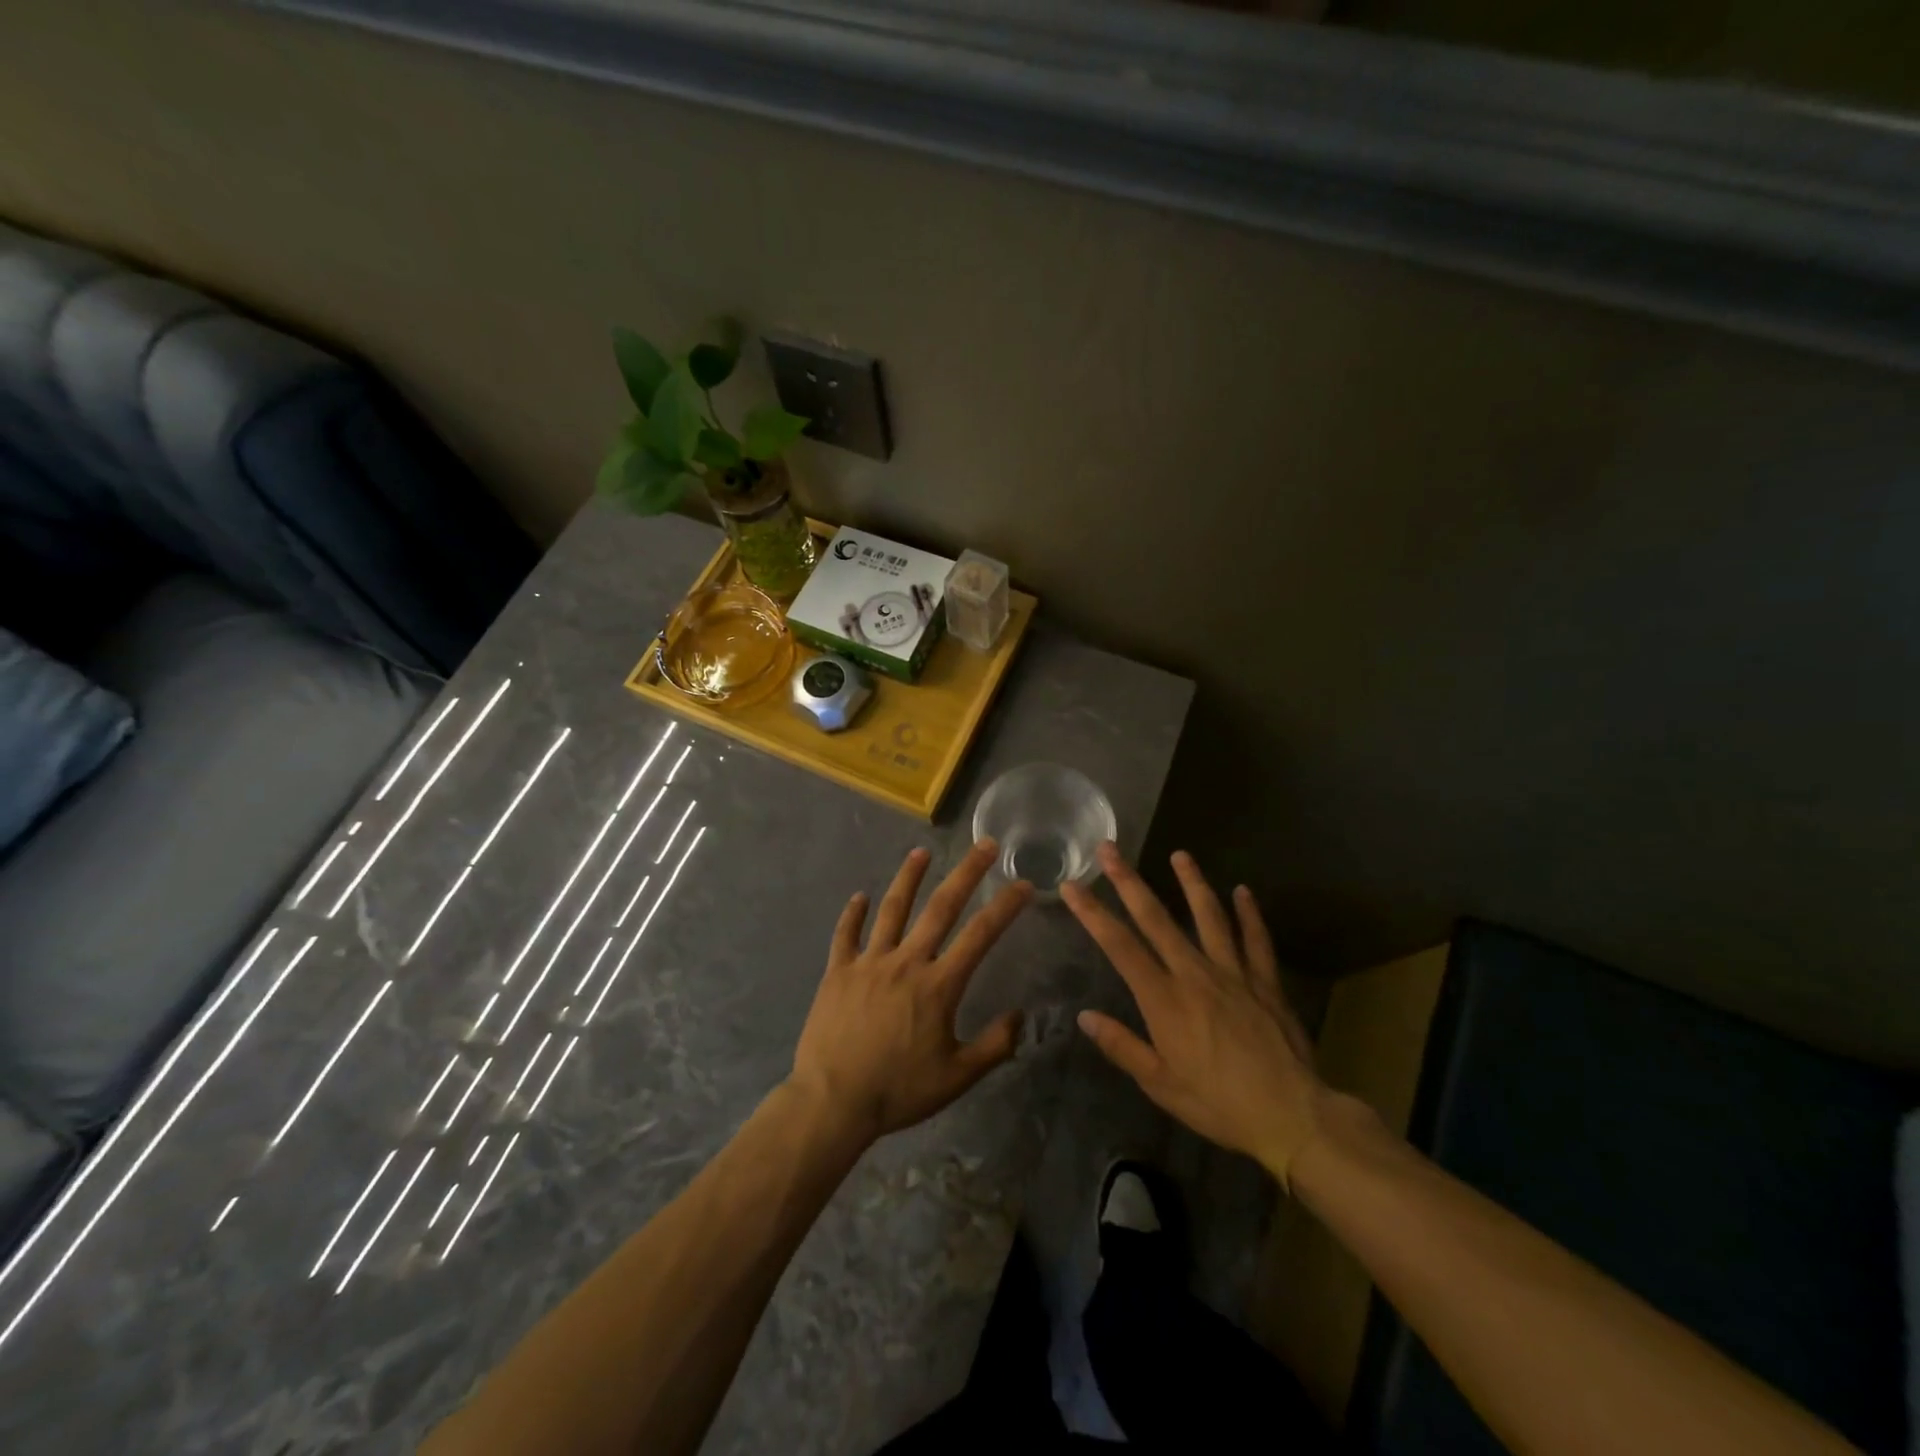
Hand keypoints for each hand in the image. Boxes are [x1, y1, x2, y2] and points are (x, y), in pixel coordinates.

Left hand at [789, 842, 1032, 1144]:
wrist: (833, 1102)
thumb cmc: (899, 1091)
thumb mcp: (957, 1077)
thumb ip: (994, 1046)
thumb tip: (1020, 1016)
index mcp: (938, 985)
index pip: (980, 936)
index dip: (1005, 907)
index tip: (1022, 884)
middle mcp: (906, 962)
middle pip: (940, 908)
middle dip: (966, 873)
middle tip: (983, 845)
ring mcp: (869, 962)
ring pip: (892, 910)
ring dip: (908, 878)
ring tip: (920, 853)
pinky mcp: (838, 972)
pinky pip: (846, 935)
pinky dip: (853, 915)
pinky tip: (859, 897)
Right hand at [1062, 844, 1326, 1187]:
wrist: (1291, 1116)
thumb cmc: (1219, 1103)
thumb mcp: (1161, 1085)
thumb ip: (1122, 1046)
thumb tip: (1084, 1016)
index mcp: (1164, 999)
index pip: (1119, 946)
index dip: (1092, 913)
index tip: (1071, 886)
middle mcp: (1194, 974)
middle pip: (1156, 918)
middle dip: (1129, 881)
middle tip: (1110, 849)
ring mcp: (1234, 973)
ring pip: (1209, 916)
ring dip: (1192, 883)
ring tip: (1181, 854)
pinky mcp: (1266, 981)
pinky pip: (1256, 940)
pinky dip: (1250, 914)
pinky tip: (1243, 891)